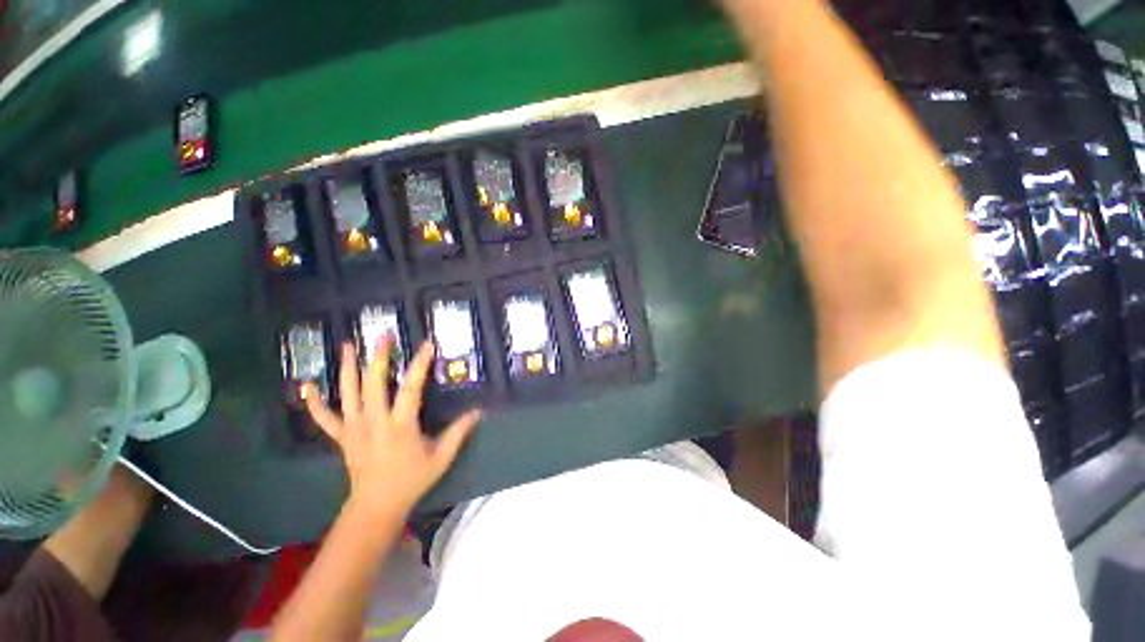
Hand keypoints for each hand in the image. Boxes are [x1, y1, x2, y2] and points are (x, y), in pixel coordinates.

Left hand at [303, 338, 480, 516]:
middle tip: (383, 335)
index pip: (411, 388)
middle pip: (373, 383)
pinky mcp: (342, 437)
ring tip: (348, 345)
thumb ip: (459, 432)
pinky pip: (325, 418)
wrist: (376, 506)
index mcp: (400, 425)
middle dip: (378, 357)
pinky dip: (314, 403)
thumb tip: (478, 411)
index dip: (419, 365)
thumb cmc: (412, 479)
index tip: (427, 344)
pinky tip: (306, 387)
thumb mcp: (442, 457)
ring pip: (347, 393)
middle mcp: (374, 421)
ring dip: (347, 368)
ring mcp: (354, 428)